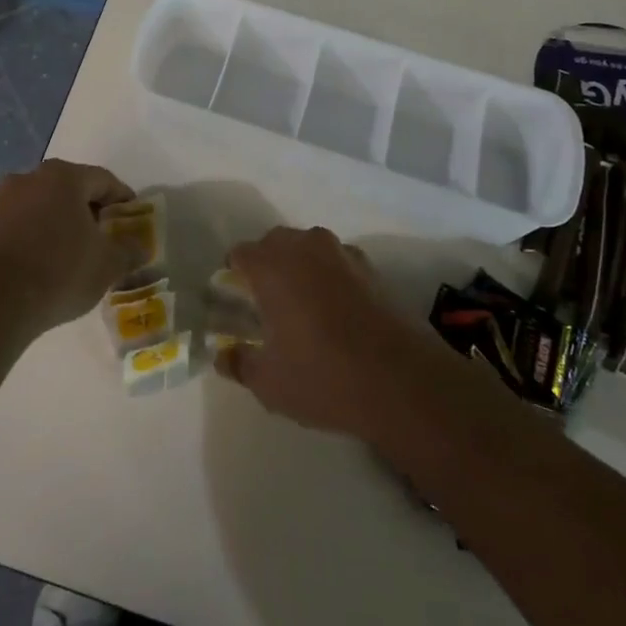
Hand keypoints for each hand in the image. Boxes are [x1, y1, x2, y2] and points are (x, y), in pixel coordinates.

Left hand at [0, 159, 140, 334]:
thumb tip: (140, 247)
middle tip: (108, 233)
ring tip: (78, 248)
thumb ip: (130, 250)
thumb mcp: (109, 264)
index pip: (103, 180)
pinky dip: (40, 232)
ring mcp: (4, 201)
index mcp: (63, 176)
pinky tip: (50, 258)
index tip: (133, 218)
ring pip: (45, 203)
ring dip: (63, 220)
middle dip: (91, 208)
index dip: (122, 199)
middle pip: (71, 188)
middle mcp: (30, 178)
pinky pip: (24, 221)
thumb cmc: (61, 271)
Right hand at [215, 226, 465, 441]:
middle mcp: (304, 247)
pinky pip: (338, 262)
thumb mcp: (268, 383)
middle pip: (274, 243)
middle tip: (267, 305)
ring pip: (308, 248)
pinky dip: (331, 277)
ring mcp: (342, 253)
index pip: (239, 254)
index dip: (234, 275)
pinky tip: (338, 313)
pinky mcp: (373, 268)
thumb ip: (239, 364)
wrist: (403, 381)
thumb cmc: (323, 376)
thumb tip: (223, 356)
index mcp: (271, 266)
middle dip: (267, 266)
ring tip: (304, 308)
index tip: (237, 302)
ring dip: (300, 268)